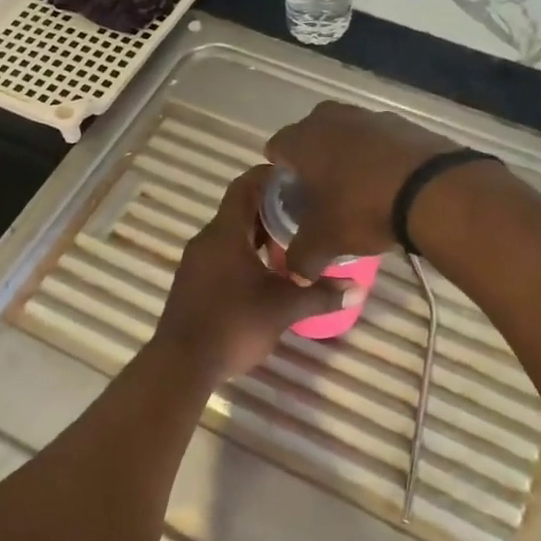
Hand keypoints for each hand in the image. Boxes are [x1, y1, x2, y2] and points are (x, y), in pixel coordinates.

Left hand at [152, 167, 347, 381]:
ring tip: (294, 242)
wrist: (182, 364)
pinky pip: (223, 254)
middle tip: (307, 213)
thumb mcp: (283, 308)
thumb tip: (358, 290)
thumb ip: (320, 294)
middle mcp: (207, 239)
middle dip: (272, 208)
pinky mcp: (194, 282)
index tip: (300, 179)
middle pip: (239, 209)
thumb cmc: (233, 325)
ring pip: (231, 234)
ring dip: (259, 234)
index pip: (245, 186)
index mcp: (225, 233)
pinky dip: (246, 254)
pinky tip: (269, 273)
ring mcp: (197, 261)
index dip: (271, 176)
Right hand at [263, 102, 456, 278]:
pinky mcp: (404, 123)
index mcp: (302, 140)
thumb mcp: (325, 242)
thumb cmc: (363, 209)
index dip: (280, 174)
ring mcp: (370, 116)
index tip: (292, 198)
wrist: (433, 190)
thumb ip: (301, 258)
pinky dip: (379, 157)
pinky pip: (380, 140)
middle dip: (314, 162)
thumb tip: (296, 274)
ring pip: (347, 136)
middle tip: (323, 194)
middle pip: (311, 137)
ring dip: (347, 157)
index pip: (276, 149)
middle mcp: (331, 118)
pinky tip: (390, 184)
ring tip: (359, 191)